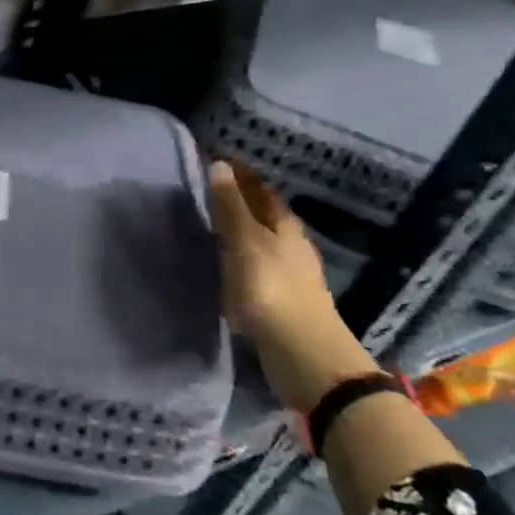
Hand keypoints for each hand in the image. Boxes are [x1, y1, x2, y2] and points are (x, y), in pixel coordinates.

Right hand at [209, 160, 375, 412]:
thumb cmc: (270, 289)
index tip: (217, 162)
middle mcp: (291, 244)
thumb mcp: (245, 242)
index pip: (261, 190)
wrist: (302, 353)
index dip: (241, 175)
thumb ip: (231, 206)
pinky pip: (259, 265)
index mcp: (285, 226)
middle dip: (243, 200)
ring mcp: (290, 273)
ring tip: (215, 225)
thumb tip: (219, 164)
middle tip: (212, 190)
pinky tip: (230, 263)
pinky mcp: (283, 299)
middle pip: (266, 214)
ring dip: (243, 230)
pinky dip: (243, 257)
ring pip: (263, 240)